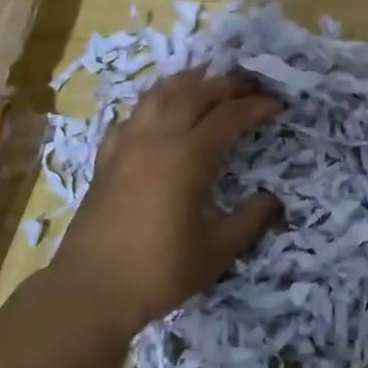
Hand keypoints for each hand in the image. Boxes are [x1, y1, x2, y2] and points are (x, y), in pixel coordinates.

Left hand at [50, 67, 283, 334]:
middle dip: (224, 85)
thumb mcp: (217, 251)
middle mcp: (159, 138)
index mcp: (190, 155)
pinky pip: (132, 116)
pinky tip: (156, 111)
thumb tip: (274, 200)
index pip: (229, 116)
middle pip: (195, 93)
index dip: (255, 107)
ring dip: (186, 82)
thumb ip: (250, 221)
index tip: (276, 105)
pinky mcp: (107, 157)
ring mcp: (128, 144)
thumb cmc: (160, 270)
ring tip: (203, 79)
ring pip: (159, 95)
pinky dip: (152, 104)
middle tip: (247, 87)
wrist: (91, 289)